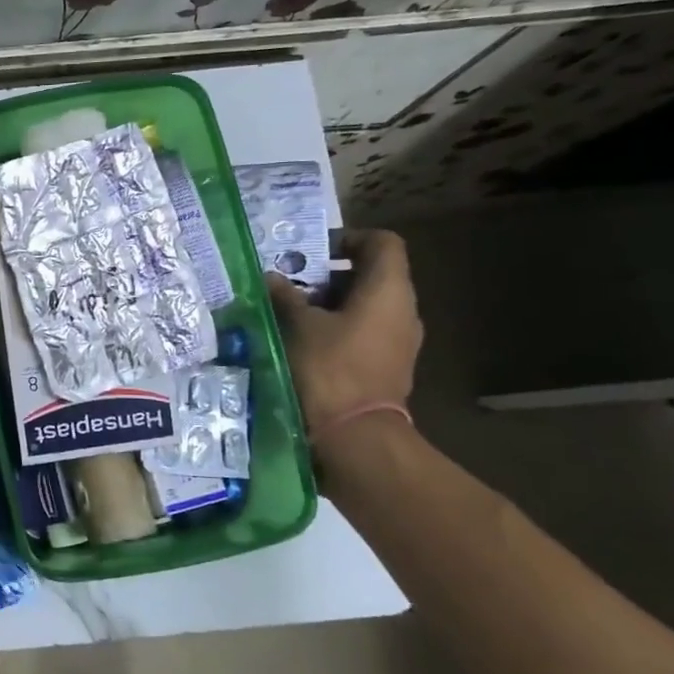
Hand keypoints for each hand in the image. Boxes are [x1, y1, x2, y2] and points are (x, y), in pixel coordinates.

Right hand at [265, 228, 422, 434]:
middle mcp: (403, 310)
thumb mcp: (297, 326)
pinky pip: (366, 331)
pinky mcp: (389, 365)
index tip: (315, 251)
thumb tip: (271, 277)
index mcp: (388, 290)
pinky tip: (307, 341)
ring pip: (367, 305)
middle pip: (373, 274)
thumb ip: (285, 296)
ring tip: (294, 313)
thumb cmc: (329, 368)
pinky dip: (339, 327)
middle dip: (331, 275)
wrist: (356, 435)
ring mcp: (400, 340)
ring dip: (332, 304)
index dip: (350, 238)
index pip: (383, 243)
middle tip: (293, 283)